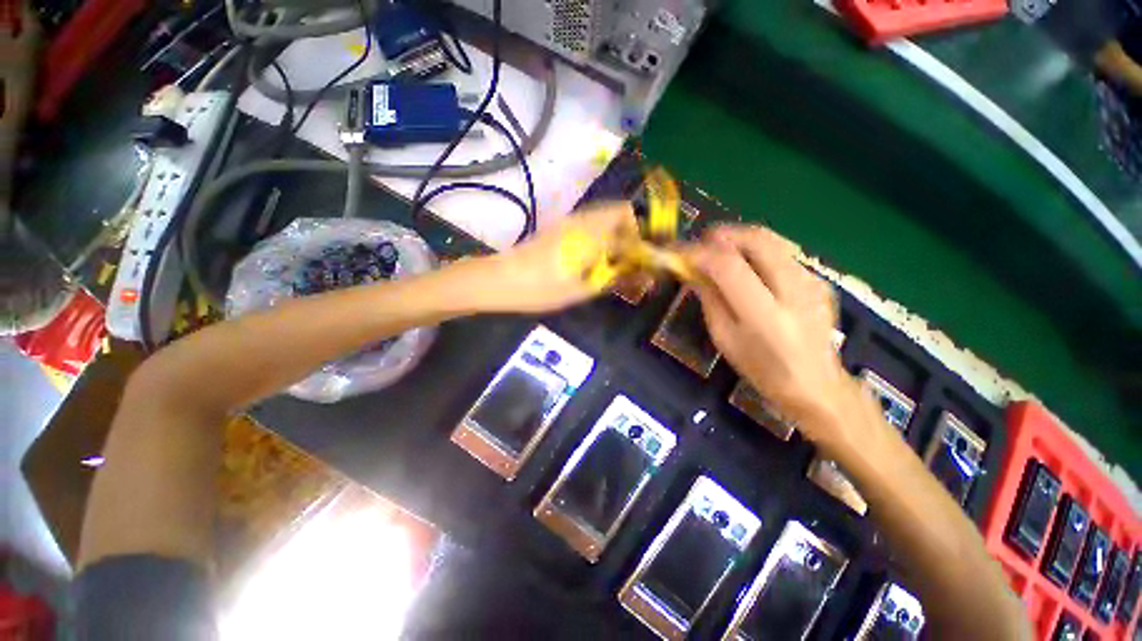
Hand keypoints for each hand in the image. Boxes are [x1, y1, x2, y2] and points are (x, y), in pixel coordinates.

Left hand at [479, 201, 637, 312]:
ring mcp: (568, 221)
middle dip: (631, 233)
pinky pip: (589, 224)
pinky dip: (600, 236)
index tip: (646, 256)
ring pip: (603, 217)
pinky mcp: (558, 227)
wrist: (501, 280)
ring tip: (612, 263)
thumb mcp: (583, 289)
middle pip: (618, 212)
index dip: (643, 235)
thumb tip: (641, 274)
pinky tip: (592, 259)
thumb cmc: (543, 288)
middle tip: (629, 260)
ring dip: (615, 234)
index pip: (629, 220)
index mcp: (591, 232)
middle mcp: (582, 219)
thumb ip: (614, 277)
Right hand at [686, 225, 867, 448]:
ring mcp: (812, 281)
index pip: (728, 267)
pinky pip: (782, 252)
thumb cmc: (760, 368)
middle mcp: (793, 291)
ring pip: (772, 239)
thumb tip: (692, 269)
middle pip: (756, 240)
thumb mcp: (724, 337)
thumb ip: (709, 298)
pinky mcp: (820, 279)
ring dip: (739, 239)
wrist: (816, 384)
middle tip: (701, 243)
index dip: (699, 253)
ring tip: (720, 251)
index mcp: (764, 315)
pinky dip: (758, 251)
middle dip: (722, 235)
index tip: (678, 252)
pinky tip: (748, 267)